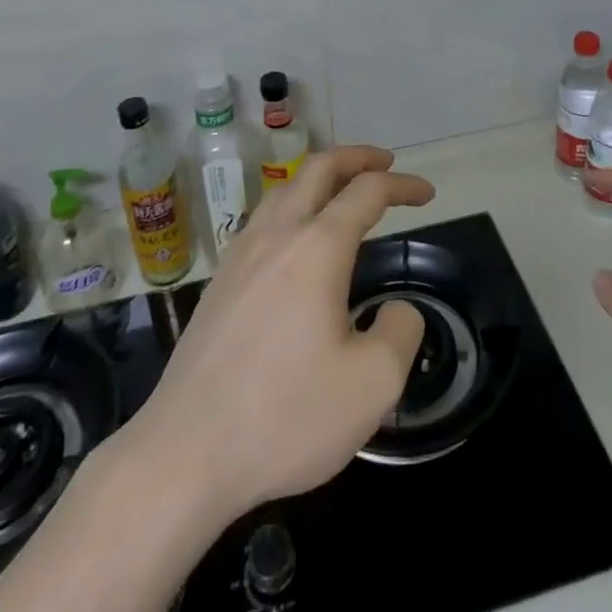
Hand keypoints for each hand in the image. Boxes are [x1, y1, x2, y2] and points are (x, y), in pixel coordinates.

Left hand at [129, 146, 433, 519]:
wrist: (184, 453)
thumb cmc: (285, 417)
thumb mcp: (372, 385)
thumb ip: (400, 333)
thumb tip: (397, 310)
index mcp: (317, 248)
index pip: (367, 192)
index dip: (401, 185)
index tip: (426, 192)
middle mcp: (277, 235)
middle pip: (318, 168)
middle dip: (356, 157)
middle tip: (384, 163)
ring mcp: (240, 255)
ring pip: (283, 188)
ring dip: (318, 177)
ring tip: (340, 192)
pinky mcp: (219, 281)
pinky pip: (261, 219)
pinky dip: (291, 206)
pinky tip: (294, 240)